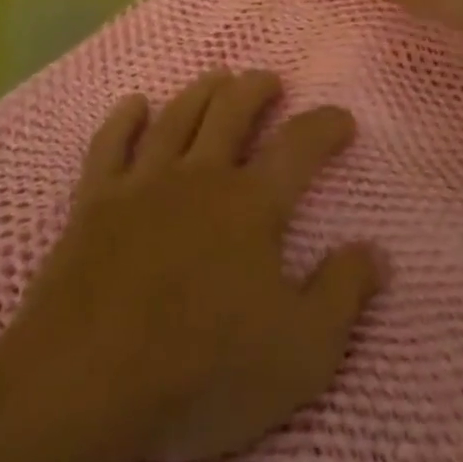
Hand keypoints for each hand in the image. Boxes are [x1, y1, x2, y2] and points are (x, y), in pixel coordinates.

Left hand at [9, 71, 383, 461]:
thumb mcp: (301, 352)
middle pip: (232, 110)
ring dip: (202, 91)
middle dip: (257, 89)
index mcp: (252, 204)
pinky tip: (135, 104)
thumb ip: (343, 295)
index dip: (325, 125)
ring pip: (178, 115)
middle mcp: (200, 176)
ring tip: (218, 78)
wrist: (86, 383)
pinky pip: (110, 144)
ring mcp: (143, 184)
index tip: (341, 118)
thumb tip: (375, 251)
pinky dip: (124, 118)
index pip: (299, 146)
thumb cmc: (203, 372)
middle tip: (270, 81)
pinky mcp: (94, 202)